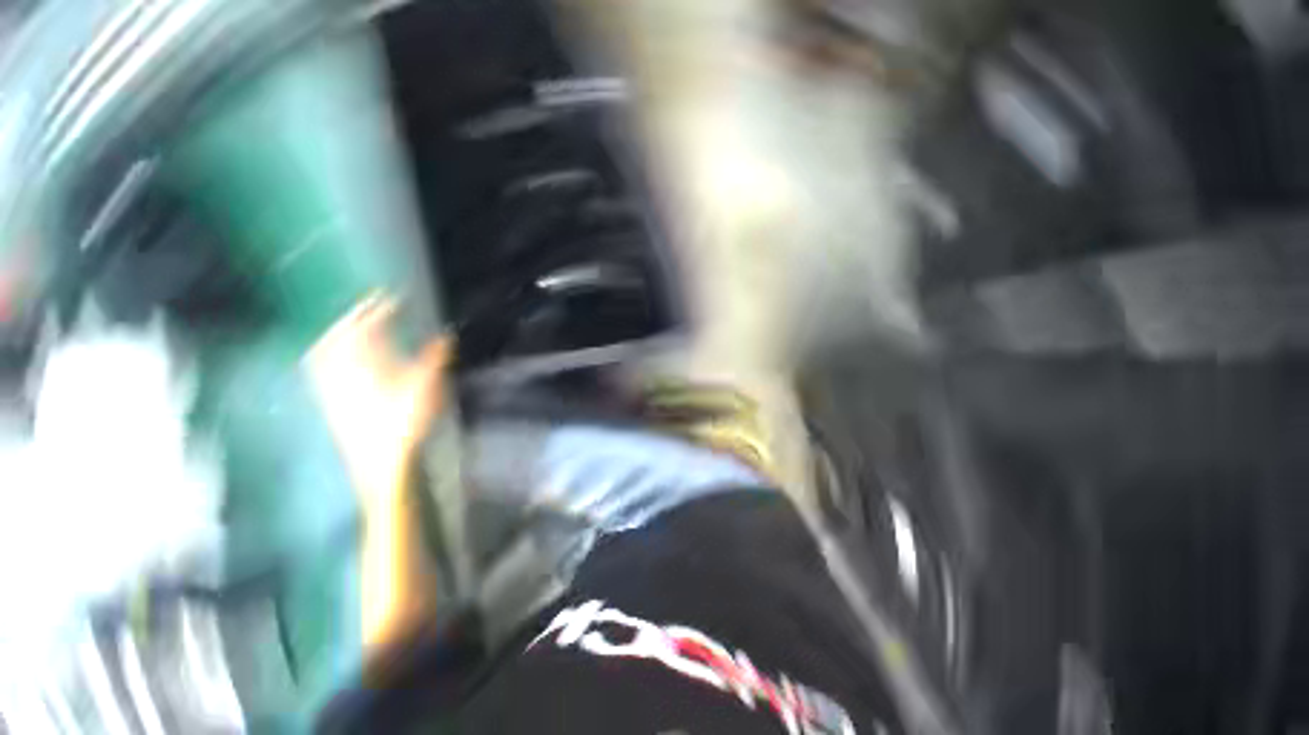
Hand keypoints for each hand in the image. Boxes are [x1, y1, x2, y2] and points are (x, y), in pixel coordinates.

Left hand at [305, 294, 450, 506]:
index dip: (381, 309)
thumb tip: (446, 335)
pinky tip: (334, 353)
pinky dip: (327, 350)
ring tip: (352, 322)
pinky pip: (320, 366)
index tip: (394, 297)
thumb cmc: (406, 424)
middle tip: (371, 303)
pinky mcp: (329, 399)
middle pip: (342, 333)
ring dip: (339, 330)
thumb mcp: (428, 389)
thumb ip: (436, 359)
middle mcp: (344, 369)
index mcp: (369, 364)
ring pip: (326, 348)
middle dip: (357, 314)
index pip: (370, 328)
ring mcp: (332, 384)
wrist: (379, 461)